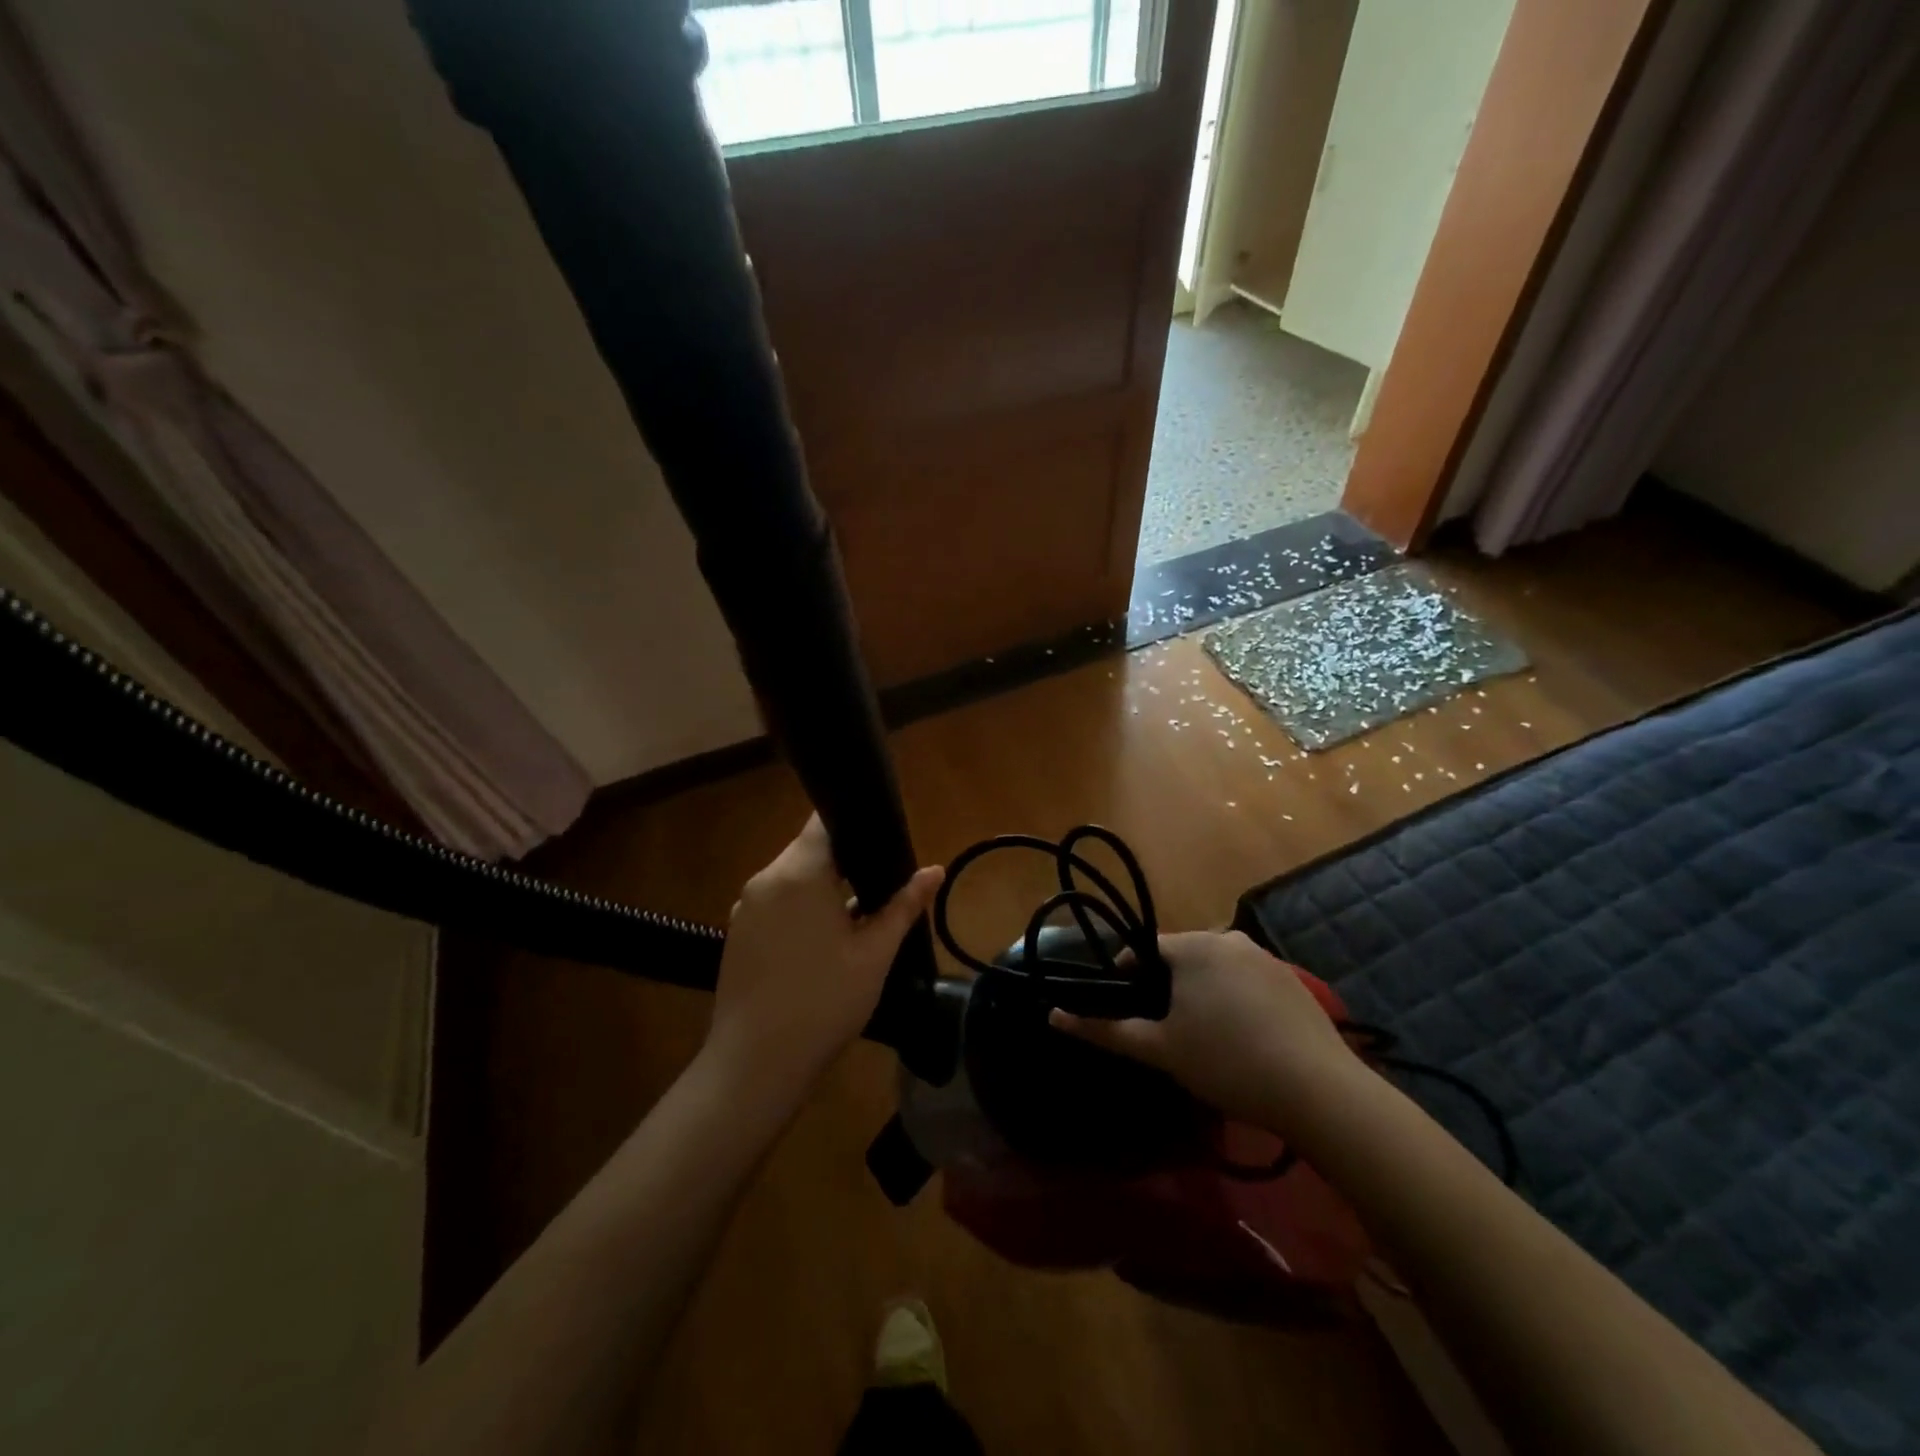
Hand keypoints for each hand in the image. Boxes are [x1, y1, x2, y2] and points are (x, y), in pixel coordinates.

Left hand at [704, 814, 942, 1110]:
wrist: (756, 1064)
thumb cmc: (824, 1001)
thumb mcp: (874, 953)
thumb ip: (903, 905)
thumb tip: (935, 870)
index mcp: (798, 873)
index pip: (824, 821)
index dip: (854, 822)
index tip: (881, 838)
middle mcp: (766, 879)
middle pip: (808, 850)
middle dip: (844, 862)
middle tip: (879, 885)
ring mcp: (745, 907)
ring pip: (791, 879)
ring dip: (821, 888)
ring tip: (855, 916)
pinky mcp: (736, 933)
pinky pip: (775, 903)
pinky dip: (799, 909)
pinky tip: (820, 944)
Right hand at [1050, 930, 1357, 1128]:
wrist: (1318, 1091)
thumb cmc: (1226, 1062)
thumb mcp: (1160, 1049)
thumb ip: (1105, 1030)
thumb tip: (1052, 1015)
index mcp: (1193, 946)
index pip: (1144, 950)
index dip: (1128, 979)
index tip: (1129, 1013)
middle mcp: (1228, 938)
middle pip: (1182, 958)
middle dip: (1168, 988)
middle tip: (1168, 1033)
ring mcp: (1266, 957)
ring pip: (1216, 970)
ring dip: (1203, 994)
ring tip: (1206, 1041)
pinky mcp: (1293, 980)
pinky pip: (1247, 981)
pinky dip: (1236, 1001)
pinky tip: (1244, 1040)